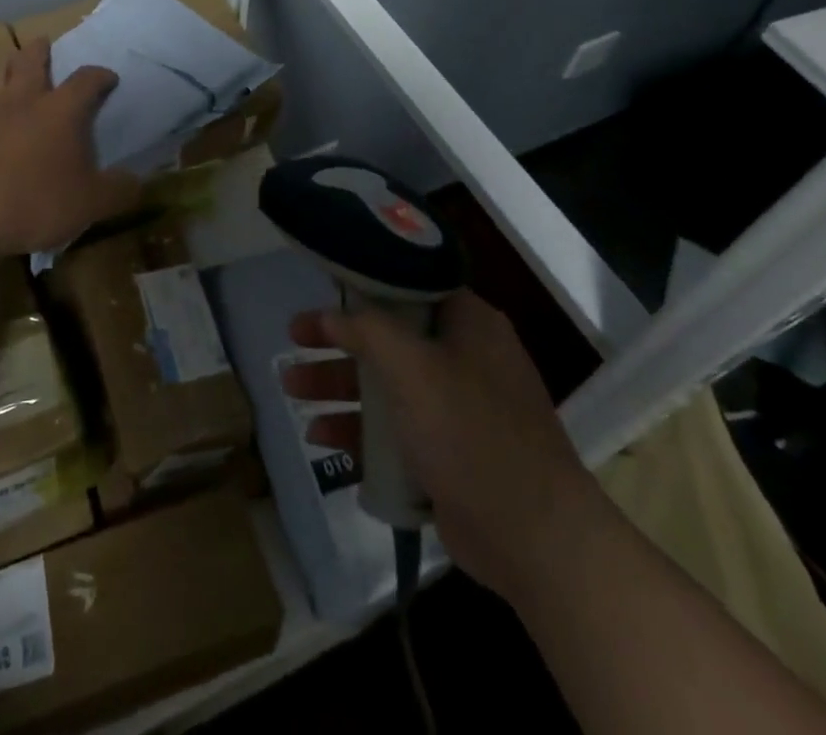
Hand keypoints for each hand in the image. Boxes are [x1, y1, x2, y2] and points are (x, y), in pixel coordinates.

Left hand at [0, 38, 140, 256]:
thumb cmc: (37, 205)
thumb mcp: (92, 205)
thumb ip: (119, 190)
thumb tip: (137, 182)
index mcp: (62, 111)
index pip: (87, 80)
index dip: (101, 76)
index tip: (109, 79)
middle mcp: (23, 101)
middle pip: (30, 61)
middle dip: (41, 51)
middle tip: (45, 45)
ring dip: (5, 70)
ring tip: (10, 71)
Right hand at [280, 289, 609, 604]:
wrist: (535, 541)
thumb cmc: (471, 432)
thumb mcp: (413, 367)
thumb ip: (367, 330)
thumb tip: (331, 315)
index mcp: (469, 324)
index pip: (410, 286)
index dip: (364, 285)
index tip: (324, 288)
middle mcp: (464, 359)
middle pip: (388, 337)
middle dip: (337, 342)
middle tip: (293, 337)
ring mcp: (457, 410)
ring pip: (385, 385)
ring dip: (338, 386)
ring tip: (290, 389)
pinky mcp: (448, 455)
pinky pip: (394, 432)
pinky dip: (359, 432)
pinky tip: (321, 438)